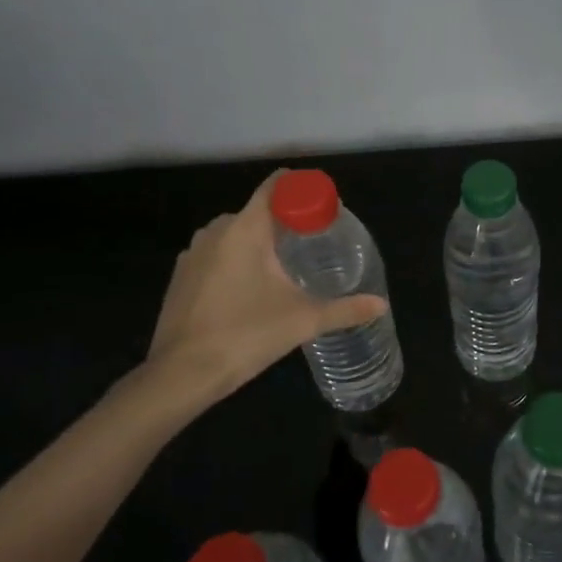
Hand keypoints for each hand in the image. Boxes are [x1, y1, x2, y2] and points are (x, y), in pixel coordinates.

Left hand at [117, 171, 388, 427]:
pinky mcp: (180, 277)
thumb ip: (345, 309)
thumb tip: (380, 304)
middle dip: (284, 222)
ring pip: (234, 234)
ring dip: (259, 242)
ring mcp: (193, 254)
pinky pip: (216, 255)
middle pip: (257, 211)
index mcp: (245, 229)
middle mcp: (216, 231)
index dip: (300, 188)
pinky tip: (251, 290)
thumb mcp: (303, 320)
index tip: (323, 205)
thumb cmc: (246, 335)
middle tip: (313, 243)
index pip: (274, 187)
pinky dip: (236, 261)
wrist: (181, 375)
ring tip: (285, 267)